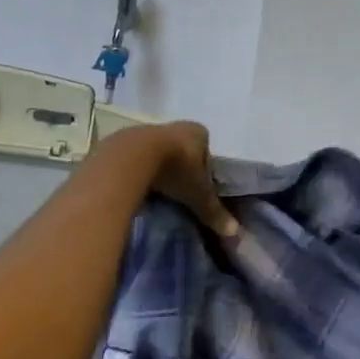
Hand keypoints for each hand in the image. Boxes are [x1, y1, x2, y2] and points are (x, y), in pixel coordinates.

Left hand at [121, 121, 239, 240]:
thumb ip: (213, 211)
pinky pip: (137, 157)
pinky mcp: (125, 140)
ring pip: (159, 152)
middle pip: (182, 149)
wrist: (132, 158)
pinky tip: (138, 186)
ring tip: (158, 192)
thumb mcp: (198, 194)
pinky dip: (139, 170)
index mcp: (198, 133)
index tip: (200, 186)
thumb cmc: (175, 170)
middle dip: (181, 167)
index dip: (205, 167)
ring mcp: (149, 130)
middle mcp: (175, 126)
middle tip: (180, 190)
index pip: (207, 149)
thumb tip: (234, 231)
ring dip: (159, 168)